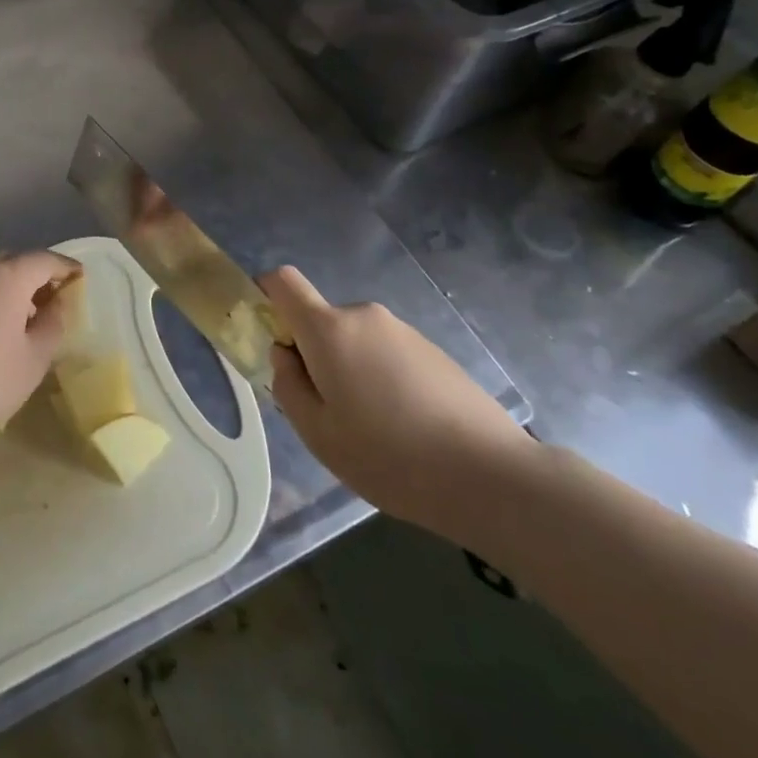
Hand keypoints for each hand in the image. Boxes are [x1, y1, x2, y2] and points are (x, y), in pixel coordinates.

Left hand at [0, 251, 81, 457]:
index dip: (66, 267)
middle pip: (14, 262)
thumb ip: (53, 324)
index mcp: (8, 277)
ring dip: (9, 288)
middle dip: (36, 275)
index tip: (80, 278)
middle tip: (52, 300)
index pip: (45, 260)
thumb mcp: (35, 358)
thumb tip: (56, 304)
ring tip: (23, 319)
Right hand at [263, 265, 537, 543]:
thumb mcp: (318, 434)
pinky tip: (407, 428)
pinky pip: (388, 353)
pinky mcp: (434, 351)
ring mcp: (404, 331)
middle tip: (330, 413)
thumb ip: (288, 386)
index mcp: (329, 329)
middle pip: (321, 321)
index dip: (266, 296)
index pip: (283, 281)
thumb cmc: (389, 456)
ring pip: (355, 341)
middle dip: (315, 355)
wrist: (490, 476)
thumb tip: (286, 355)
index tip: (271, 337)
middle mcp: (365, 316)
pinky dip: (383, 379)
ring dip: (351, 370)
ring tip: (375, 430)